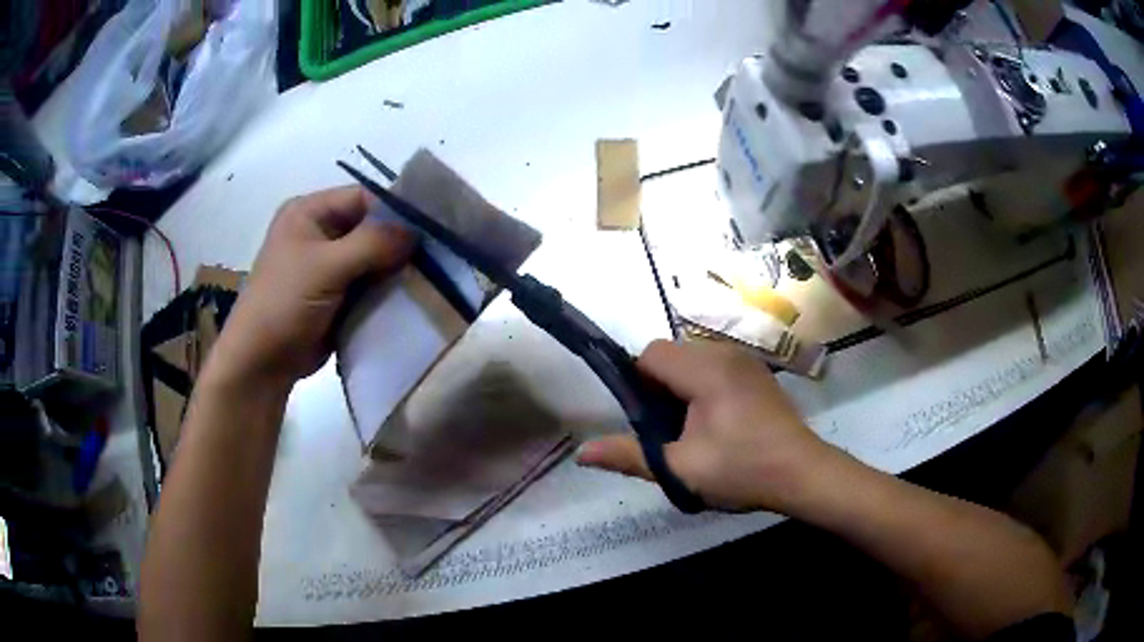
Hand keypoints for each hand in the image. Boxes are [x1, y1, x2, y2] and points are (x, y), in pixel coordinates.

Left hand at [209, 186, 413, 386]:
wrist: (262, 363)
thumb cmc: (285, 303)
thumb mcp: (326, 267)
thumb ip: (372, 243)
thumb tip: (416, 231)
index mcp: (309, 212)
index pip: (363, 198)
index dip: (395, 210)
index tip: (429, 229)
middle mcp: (320, 232)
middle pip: (370, 227)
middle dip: (398, 243)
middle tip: (435, 257)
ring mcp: (328, 266)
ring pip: (373, 258)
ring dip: (395, 269)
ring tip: (428, 279)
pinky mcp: (336, 295)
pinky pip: (369, 284)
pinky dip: (387, 290)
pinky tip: (411, 296)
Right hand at [577, 340, 835, 512]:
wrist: (803, 474)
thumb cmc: (742, 470)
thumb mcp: (680, 469)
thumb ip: (629, 456)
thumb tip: (581, 453)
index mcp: (706, 369)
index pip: (650, 354)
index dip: (637, 384)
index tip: (645, 421)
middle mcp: (726, 353)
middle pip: (671, 355)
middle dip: (659, 388)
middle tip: (669, 431)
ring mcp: (746, 361)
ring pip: (693, 360)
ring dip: (681, 388)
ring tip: (693, 430)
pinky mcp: (758, 373)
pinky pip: (716, 367)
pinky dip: (703, 387)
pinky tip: (718, 424)